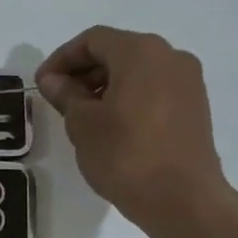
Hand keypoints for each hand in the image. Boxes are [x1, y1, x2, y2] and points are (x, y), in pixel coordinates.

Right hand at [35, 26, 229, 227]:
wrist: (181, 198)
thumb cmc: (125, 155)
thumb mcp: (83, 124)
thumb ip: (66, 94)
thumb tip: (53, 79)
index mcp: (140, 52)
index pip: (93, 40)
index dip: (62, 58)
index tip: (42, 84)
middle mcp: (170, 56)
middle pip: (118, 51)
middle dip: (84, 71)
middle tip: (59, 100)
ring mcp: (188, 81)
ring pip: (137, 71)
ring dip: (106, 85)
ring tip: (83, 116)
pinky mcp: (195, 106)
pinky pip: (154, 89)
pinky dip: (129, 97)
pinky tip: (112, 126)